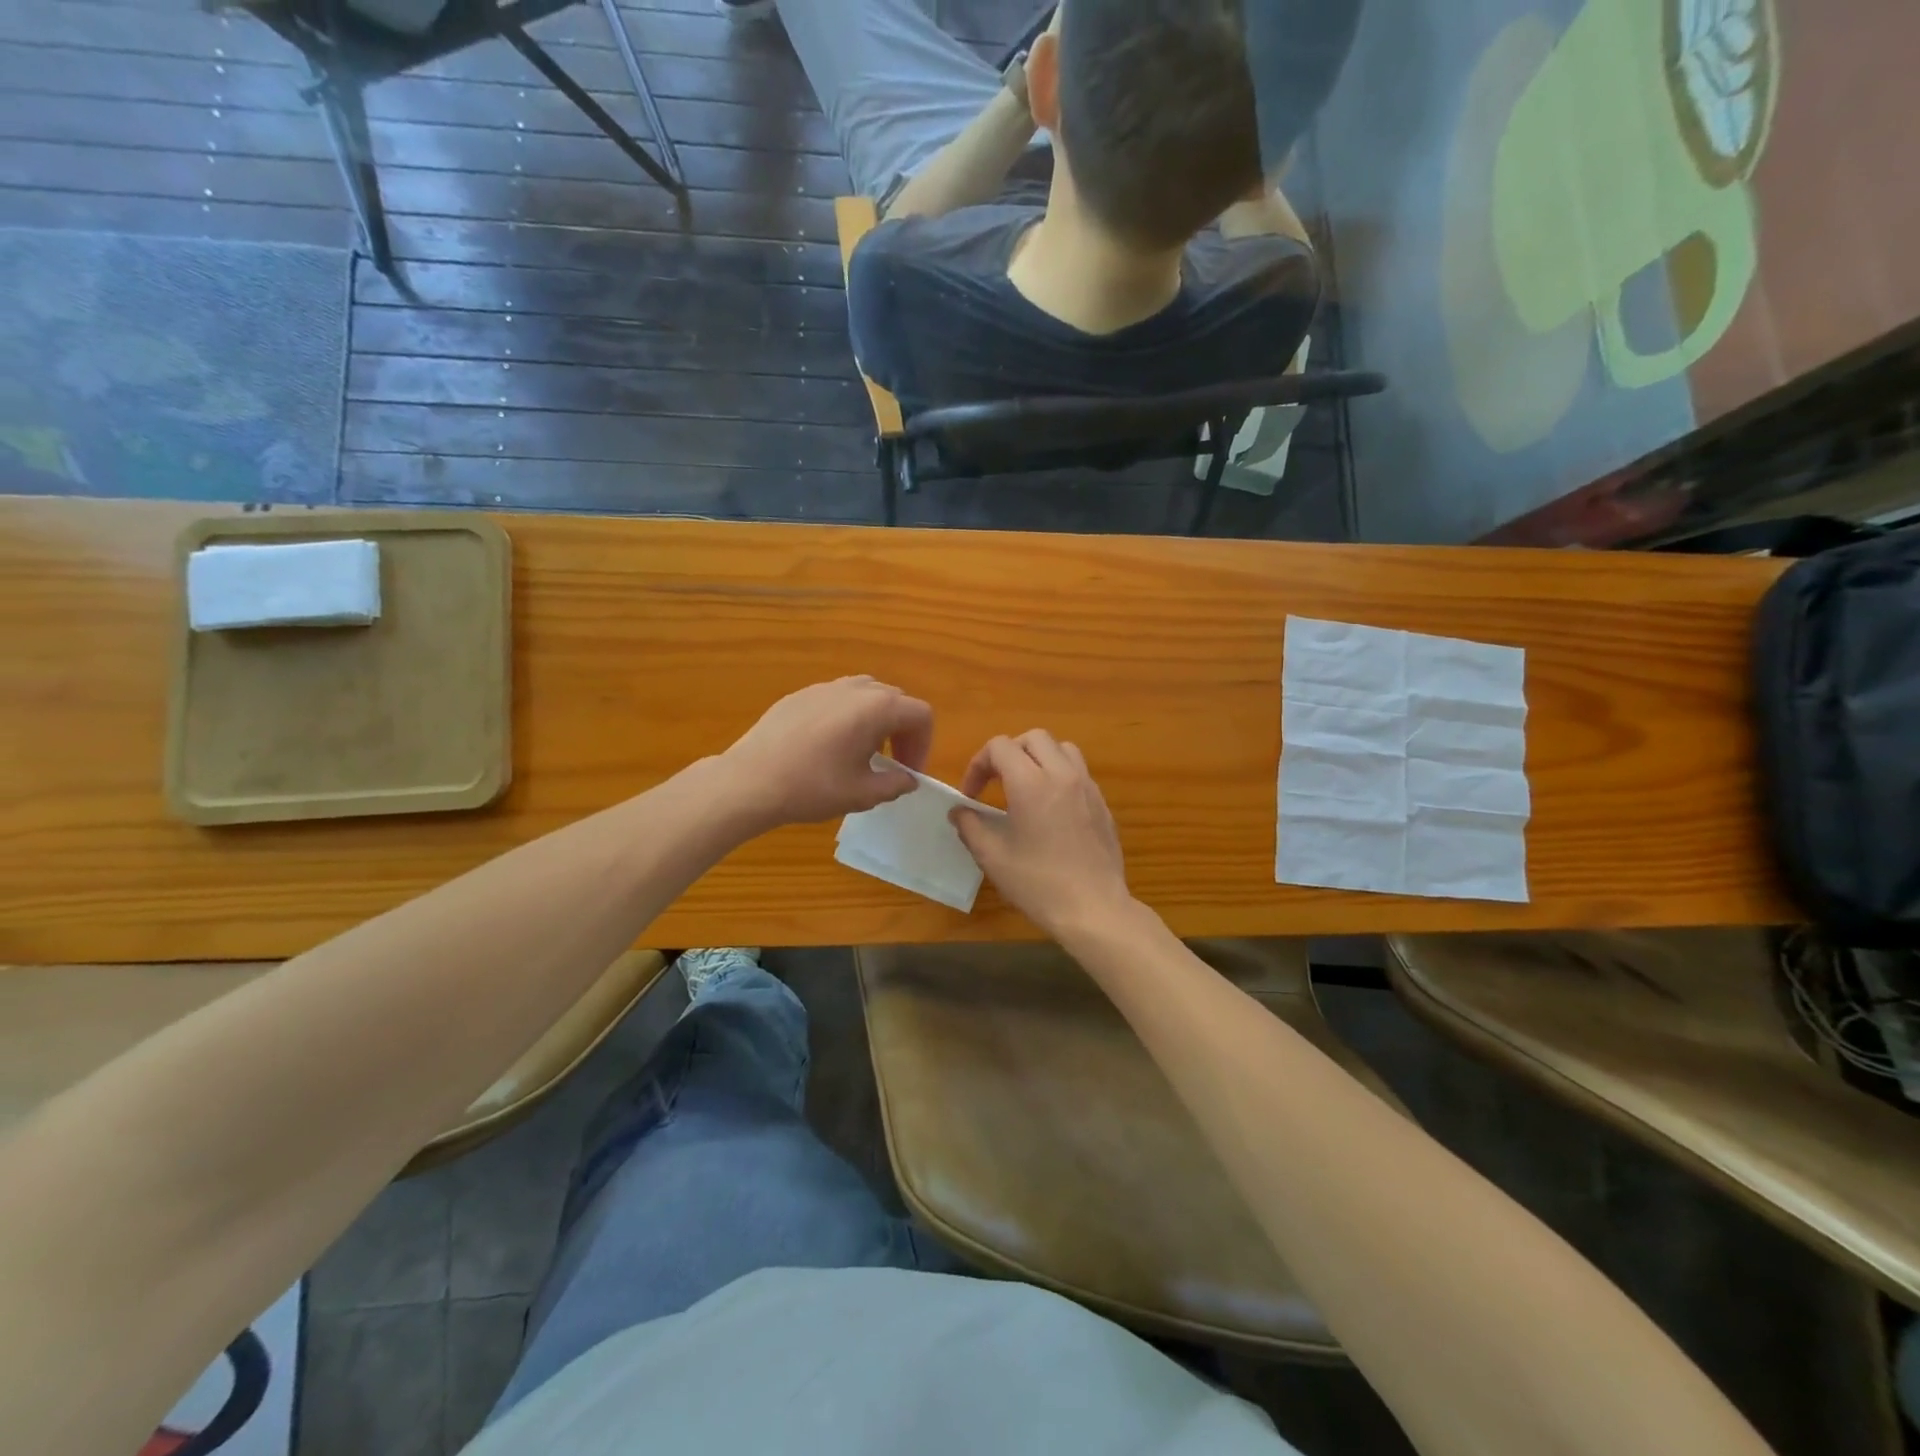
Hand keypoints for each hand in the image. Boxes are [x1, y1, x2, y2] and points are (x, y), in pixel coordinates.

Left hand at [723, 677, 932, 827]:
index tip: (909, 771)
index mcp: (877, 708)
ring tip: (862, 752)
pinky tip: (827, 748)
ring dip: (875, 721)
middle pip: (895, 700)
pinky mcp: (799, 695)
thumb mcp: (862, 794)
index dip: (923, 744)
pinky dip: (847, 717)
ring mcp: (824, 687)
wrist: (750, 781)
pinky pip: (836, 699)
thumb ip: (895, 784)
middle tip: (892, 764)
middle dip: (902, 731)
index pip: (920, 714)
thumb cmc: (813, 787)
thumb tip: (907, 779)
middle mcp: (855, 688)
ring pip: (865, 695)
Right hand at [950, 730, 1131, 935]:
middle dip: (1009, 753)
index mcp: (1031, 783)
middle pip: (1033, 738)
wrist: (1094, 908)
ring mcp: (1087, 787)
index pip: (1000, 747)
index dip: (978, 764)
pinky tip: (1051, 808)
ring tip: (1026, 786)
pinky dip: (1060, 775)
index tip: (971, 795)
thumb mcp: (993, 858)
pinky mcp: (1102, 803)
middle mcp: (1062, 775)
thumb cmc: (1038, 884)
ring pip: (1062, 748)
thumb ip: (971, 827)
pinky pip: (1079, 771)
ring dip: (1039, 757)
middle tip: (996, 782)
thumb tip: (959, 811)